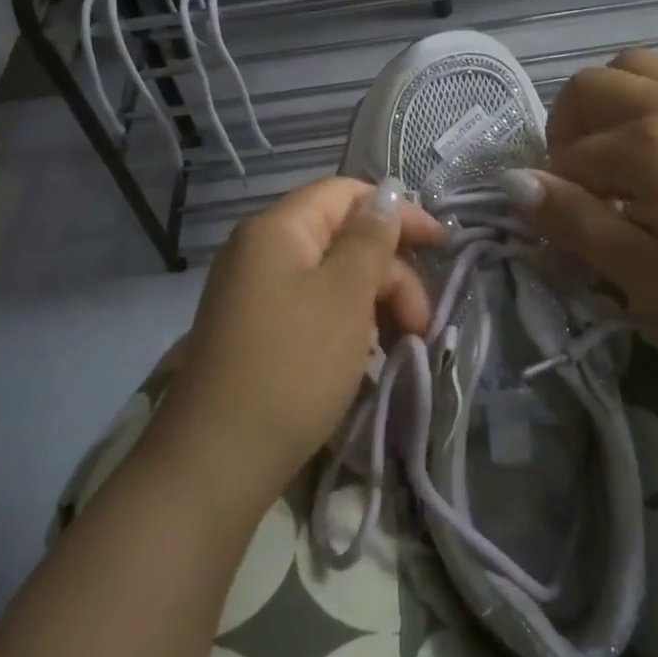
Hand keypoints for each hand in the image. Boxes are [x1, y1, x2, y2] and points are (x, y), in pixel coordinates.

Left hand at [153, 177, 444, 509]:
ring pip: (331, 277)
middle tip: (421, 323)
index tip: (442, 245)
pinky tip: (366, 359)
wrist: (215, 463)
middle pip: (342, 237)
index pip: (346, 193)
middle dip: (390, 272)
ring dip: (373, 303)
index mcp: (278, 229)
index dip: (398, 212)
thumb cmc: (292, 366)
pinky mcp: (255, 331)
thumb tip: (388, 194)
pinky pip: (312, 308)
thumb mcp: (345, 296)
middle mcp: (261, 250)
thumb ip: (371, 239)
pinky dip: (346, 325)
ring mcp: (254, 293)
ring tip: (400, 346)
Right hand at [511, 50, 657, 363]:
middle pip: (588, 87)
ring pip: (631, 67)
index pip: (569, 155)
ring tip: (617, 156)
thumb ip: (573, 220)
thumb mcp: (643, 271)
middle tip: (585, 186)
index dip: (558, 193)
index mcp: (647, 140)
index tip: (572, 230)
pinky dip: (646, 96)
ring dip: (605, 103)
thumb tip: (513, 183)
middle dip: (568, 130)